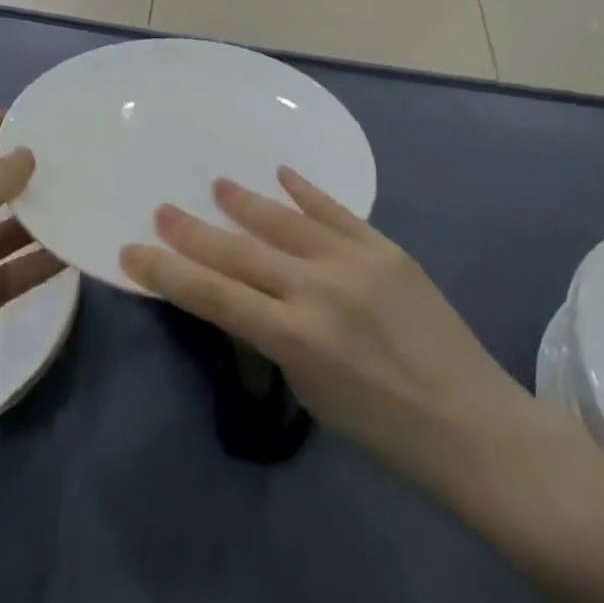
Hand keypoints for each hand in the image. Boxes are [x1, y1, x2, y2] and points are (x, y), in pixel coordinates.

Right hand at [119, 168, 534, 485]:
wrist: (471, 423)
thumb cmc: (384, 430)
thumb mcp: (311, 393)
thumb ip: (273, 339)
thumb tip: (244, 296)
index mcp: (294, 337)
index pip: (213, 296)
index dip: (168, 272)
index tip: (132, 251)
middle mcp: (317, 289)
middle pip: (239, 252)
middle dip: (193, 231)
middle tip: (163, 208)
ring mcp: (353, 261)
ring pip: (283, 220)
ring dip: (245, 202)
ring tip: (217, 185)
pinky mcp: (384, 248)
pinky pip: (335, 211)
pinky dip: (305, 191)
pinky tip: (282, 172)